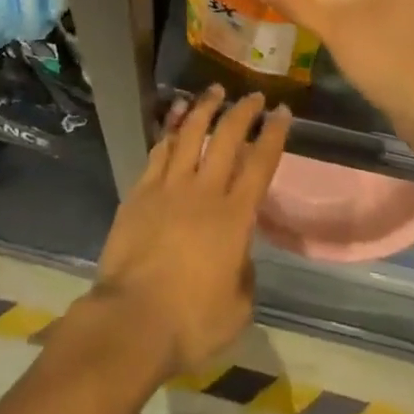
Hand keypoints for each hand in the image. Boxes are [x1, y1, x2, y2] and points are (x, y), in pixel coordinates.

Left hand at [88, 87, 288, 381]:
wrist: (132, 320)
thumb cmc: (191, 322)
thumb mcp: (237, 310)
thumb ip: (244, 274)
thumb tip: (239, 254)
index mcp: (234, 218)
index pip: (260, 164)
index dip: (273, 135)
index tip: (282, 112)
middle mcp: (204, 191)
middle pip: (226, 138)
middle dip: (243, 111)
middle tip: (253, 96)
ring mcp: (169, 186)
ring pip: (190, 134)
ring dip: (205, 108)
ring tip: (214, 91)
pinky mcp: (141, 191)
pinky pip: (159, 150)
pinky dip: (171, 128)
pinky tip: (177, 116)